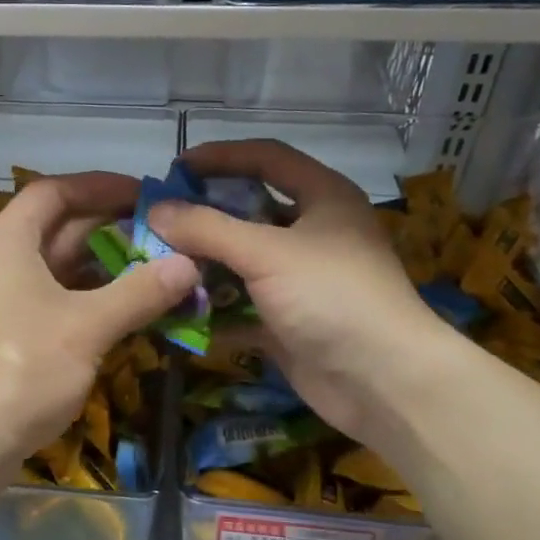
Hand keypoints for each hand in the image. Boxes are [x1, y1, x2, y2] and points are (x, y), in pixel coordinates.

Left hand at [0, 173, 199, 472]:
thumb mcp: (87, 327)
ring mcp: (0, 298)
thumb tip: (190, 264)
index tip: (145, 192)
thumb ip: (139, 292)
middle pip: (58, 226)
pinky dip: (89, 297)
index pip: (54, 191)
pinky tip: (126, 308)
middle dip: (111, 227)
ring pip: (58, 266)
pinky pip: (53, 298)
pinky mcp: (6, 332)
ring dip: (104, 266)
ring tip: (157, 268)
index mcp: (7, 240)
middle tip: (164, 233)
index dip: (100, 185)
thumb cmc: (22, 370)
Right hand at [148, 140, 454, 442]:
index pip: (266, 158)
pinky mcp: (287, 320)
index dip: (221, 157)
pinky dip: (212, 308)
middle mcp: (313, 232)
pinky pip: (240, 304)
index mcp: (322, 198)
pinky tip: (177, 311)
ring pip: (240, 261)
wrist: (384, 383)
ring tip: (158, 267)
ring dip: (202, 265)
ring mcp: (300, 279)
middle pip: (248, 211)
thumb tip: (154, 210)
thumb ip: (206, 228)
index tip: (175, 168)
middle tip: (158, 221)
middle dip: (202, 217)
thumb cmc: (332, 297)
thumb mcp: (266, 253)